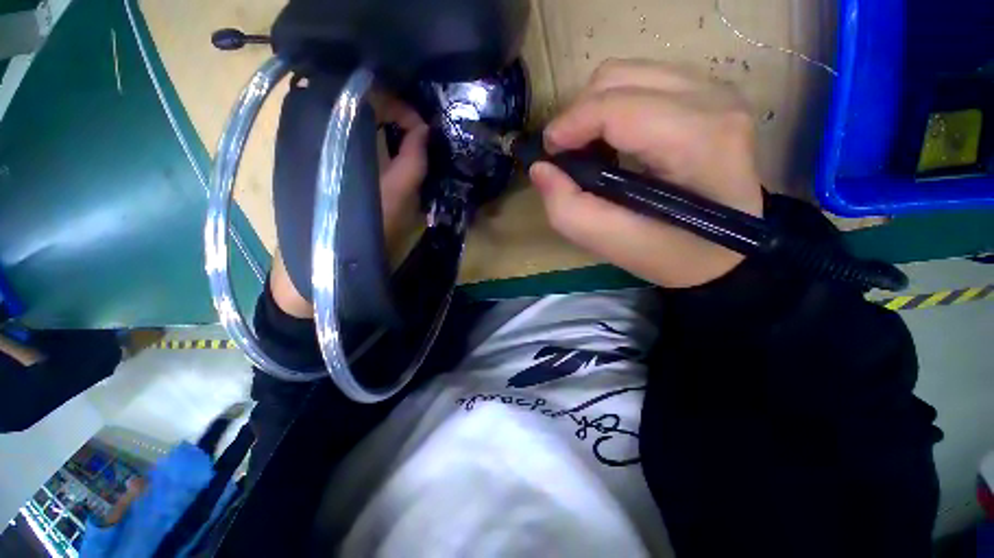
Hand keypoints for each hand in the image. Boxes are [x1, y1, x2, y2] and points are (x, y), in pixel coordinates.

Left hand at [271, 94, 427, 317]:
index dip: (404, 108)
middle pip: (364, 103)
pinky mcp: (316, 160)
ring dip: (385, 128)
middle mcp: (322, 126)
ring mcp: (316, 142)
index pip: (374, 94)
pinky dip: (371, 140)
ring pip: (356, 120)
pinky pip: (348, 136)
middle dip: (397, 116)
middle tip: (418, 136)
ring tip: (406, 144)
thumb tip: (426, 130)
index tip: (424, 131)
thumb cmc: (363, 224)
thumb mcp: (399, 192)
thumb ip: (415, 158)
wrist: (322, 258)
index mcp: (339, 128)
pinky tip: (384, 155)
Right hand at [530, 59, 763, 287]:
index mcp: (696, 141)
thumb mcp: (608, 243)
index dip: (570, 124)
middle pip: (619, 77)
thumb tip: (541, 168)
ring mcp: (716, 91)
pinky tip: (615, 139)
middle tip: (567, 154)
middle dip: (579, 114)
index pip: (616, 107)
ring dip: (595, 109)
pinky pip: (645, 81)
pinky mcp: (710, 94)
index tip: (548, 153)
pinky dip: (616, 106)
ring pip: (629, 73)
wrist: (723, 252)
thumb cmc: (669, 253)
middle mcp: (713, 101)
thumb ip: (566, 208)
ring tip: (589, 148)